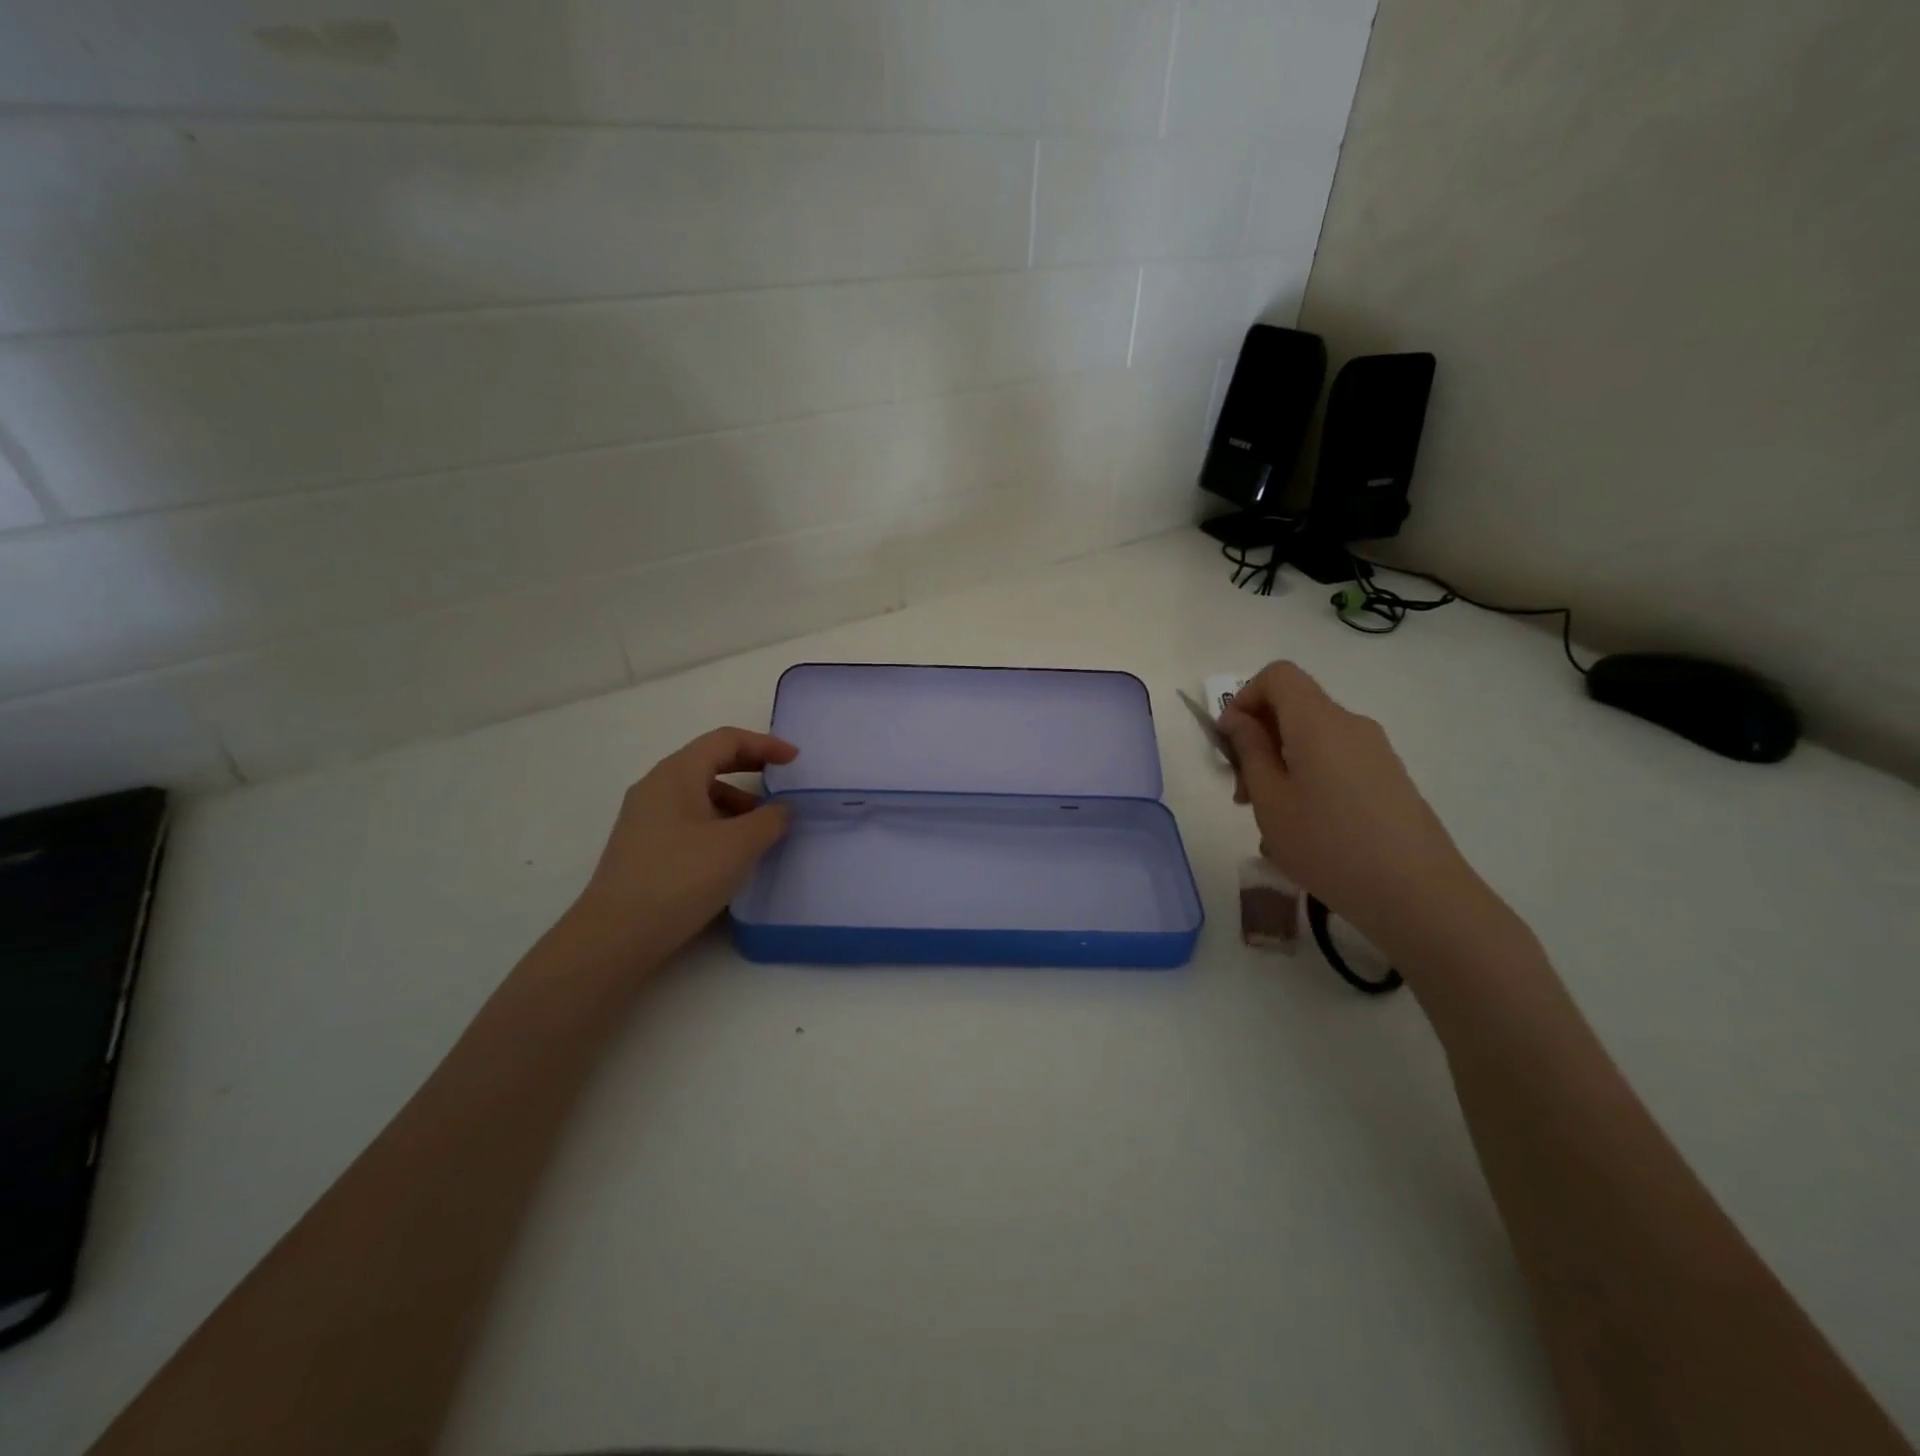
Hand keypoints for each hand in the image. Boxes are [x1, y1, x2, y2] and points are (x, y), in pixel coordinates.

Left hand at [562, 727, 798, 969]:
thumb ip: (771, 819)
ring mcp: (646, 817)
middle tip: (783, 783)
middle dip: (750, 769)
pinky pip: (688, 819)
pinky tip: (733, 853)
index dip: (765, 744)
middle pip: (710, 762)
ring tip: (763, 829)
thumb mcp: (739, 845)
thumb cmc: (681, 877)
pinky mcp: (643, 846)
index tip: (795, 760)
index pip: (725, 740)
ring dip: (736, 802)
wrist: (617, 935)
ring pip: (699, 793)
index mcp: (677, 773)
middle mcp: (657, 786)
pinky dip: (718, 823)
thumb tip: (782, 809)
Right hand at [1217, 662, 1482, 956]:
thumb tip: (1237, 719)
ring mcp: (1375, 752)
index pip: (1278, 675)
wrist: (1418, 896)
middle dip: (1258, 740)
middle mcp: (1351, 725)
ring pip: (1313, 740)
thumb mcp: (1271, 801)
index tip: (1229, 742)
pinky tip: (1303, 831)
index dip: (1244, 698)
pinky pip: (1335, 763)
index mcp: (1318, 722)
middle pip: (1294, 708)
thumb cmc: (1329, 845)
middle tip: (1243, 796)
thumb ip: (1249, 752)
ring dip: (1280, 766)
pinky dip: (1308, 780)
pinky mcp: (1388, 779)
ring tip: (1270, 822)